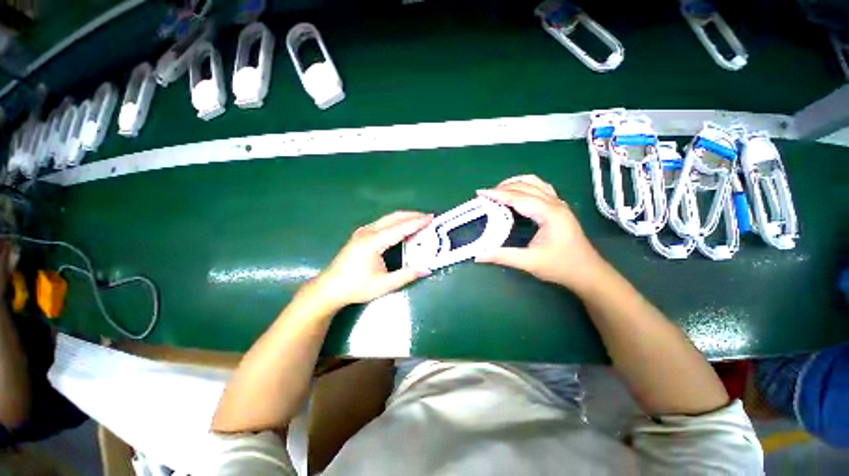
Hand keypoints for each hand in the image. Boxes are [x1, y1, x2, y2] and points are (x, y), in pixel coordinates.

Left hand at [313, 211, 432, 309]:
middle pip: (394, 217)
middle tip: (428, 218)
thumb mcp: (384, 284)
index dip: (417, 222)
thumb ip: (406, 275)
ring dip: (404, 218)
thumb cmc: (356, 287)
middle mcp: (368, 232)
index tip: (431, 218)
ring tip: (419, 221)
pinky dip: (396, 222)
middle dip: (413, 215)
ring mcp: (363, 231)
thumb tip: (427, 269)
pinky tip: (402, 228)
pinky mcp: (361, 234)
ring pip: (388, 218)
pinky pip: (383, 223)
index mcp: (373, 242)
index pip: (400, 228)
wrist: (329, 288)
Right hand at [476, 175, 604, 289]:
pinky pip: (541, 188)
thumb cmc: (561, 267)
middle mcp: (555, 203)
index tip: (480, 193)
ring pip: (535, 183)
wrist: (588, 273)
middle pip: (525, 187)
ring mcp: (559, 204)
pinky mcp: (559, 208)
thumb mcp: (530, 262)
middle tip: (485, 195)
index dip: (497, 194)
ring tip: (498, 191)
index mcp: (549, 213)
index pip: (518, 198)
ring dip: (515, 184)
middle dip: (503, 188)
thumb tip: (478, 255)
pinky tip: (518, 193)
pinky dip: (525, 186)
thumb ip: (503, 256)